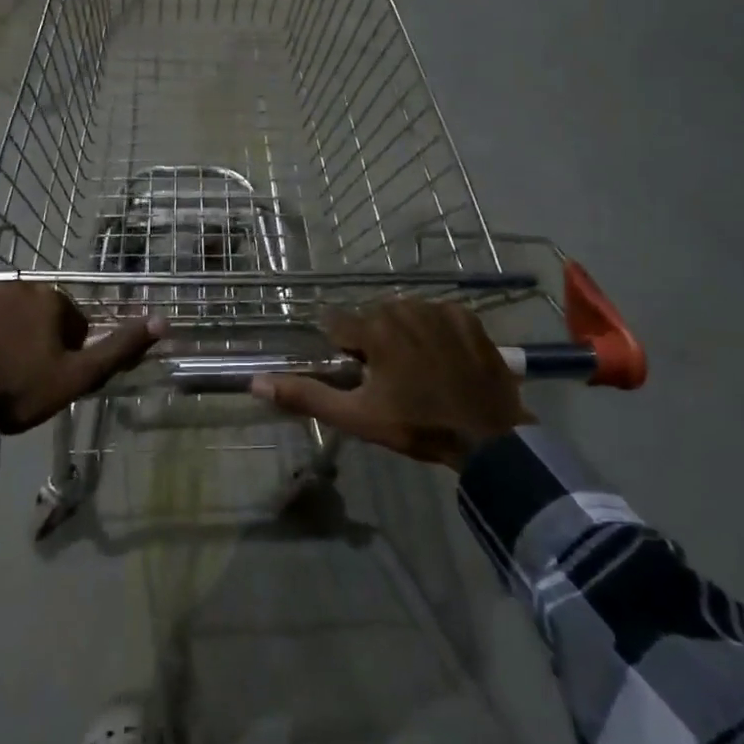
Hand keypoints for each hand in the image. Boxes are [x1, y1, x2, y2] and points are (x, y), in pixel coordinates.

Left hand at [0, 285, 162, 434]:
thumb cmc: (18, 390)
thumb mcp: (78, 376)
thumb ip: (120, 348)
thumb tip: (163, 321)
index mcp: (50, 300)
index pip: (73, 323)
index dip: (67, 353)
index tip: (51, 378)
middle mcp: (16, 286)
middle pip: (37, 315)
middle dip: (36, 340)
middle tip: (23, 378)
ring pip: (4, 316)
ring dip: (5, 337)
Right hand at [250, 300, 531, 469]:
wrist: (488, 436)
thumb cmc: (416, 426)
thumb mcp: (356, 417)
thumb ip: (305, 395)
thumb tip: (256, 382)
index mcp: (374, 329)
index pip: (336, 322)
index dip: (342, 348)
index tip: (355, 372)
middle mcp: (402, 307)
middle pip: (371, 317)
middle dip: (372, 341)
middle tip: (388, 379)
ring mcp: (438, 309)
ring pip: (403, 313)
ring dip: (402, 333)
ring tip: (417, 370)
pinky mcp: (466, 316)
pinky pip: (436, 315)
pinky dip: (433, 331)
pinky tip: (442, 359)